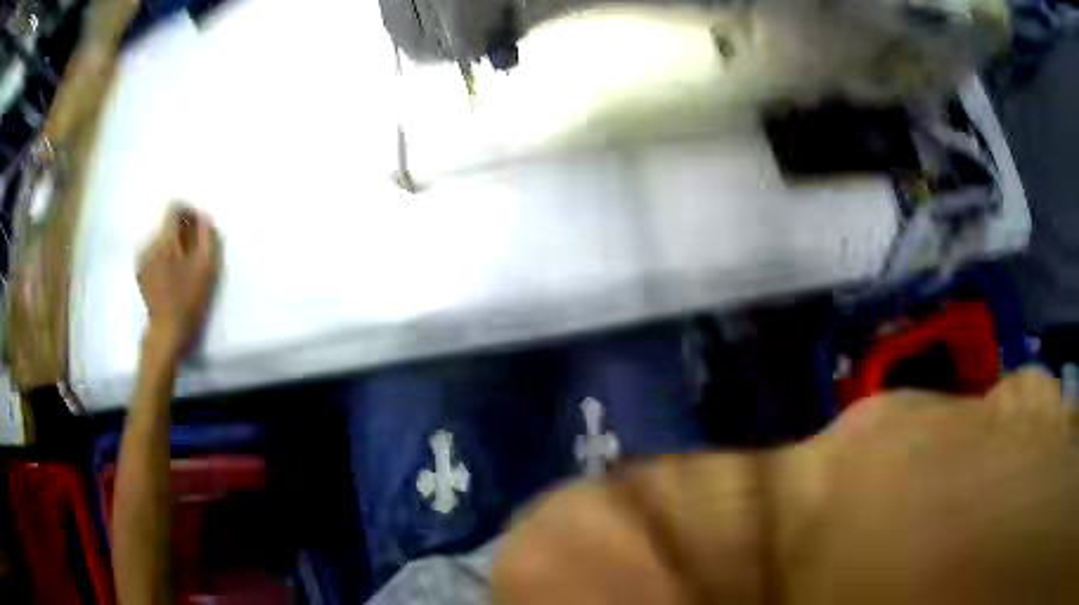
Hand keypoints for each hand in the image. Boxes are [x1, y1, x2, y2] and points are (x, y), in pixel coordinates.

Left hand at [137, 205, 220, 360]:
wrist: (167, 333)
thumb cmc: (189, 301)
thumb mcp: (206, 268)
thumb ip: (206, 237)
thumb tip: (204, 216)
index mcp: (165, 240)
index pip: (173, 209)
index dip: (188, 211)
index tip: (198, 226)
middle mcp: (150, 244)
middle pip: (167, 226)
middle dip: (182, 233)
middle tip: (194, 252)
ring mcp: (143, 260)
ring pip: (161, 241)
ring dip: (173, 247)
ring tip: (183, 268)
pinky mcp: (141, 274)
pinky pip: (154, 255)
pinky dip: (164, 260)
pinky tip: (171, 278)